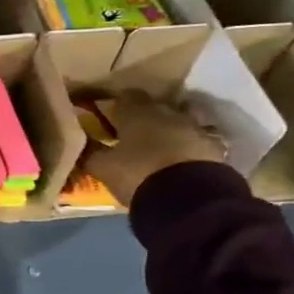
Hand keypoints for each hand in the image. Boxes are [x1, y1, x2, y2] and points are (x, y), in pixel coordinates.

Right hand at [87, 91, 225, 207]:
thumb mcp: (103, 167)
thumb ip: (90, 152)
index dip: (118, 104)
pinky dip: (189, 148)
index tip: (110, 115)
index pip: (127, 96)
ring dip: (171, 130)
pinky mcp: (215, 148)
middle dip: (146, 116)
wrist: (188, 197)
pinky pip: (198, 142)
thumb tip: (78, 143)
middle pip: (156, 106)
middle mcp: (168, 113)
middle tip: (133, 132)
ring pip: (180, 121)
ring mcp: (195, 129)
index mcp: (138, 112)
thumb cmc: (138, 173)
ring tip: (160, 146)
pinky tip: (181, 161)